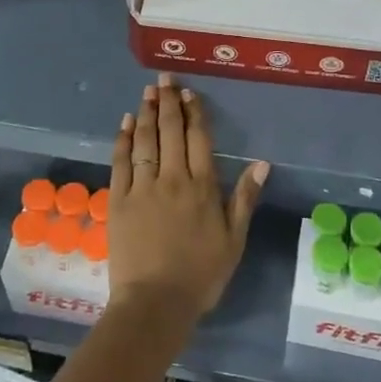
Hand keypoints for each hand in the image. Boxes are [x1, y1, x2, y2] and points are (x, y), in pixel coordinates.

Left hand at [107, 73, 266, 327]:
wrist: (155, 303)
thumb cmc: (201, 274)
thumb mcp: (233, 240)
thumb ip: (244, 198)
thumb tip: (262, 163)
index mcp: (201, 187)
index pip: (198, 138)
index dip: (194, 112)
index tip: (189, 93)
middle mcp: (172, 178)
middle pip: (170, 131)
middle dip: (167, 102)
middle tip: (164, 78)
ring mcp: (142, 187)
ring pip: (144, 140)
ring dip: (145, 112)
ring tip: (147, 91)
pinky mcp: (118, 199)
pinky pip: (121, 161)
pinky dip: (122, 139)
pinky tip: (124, 122)